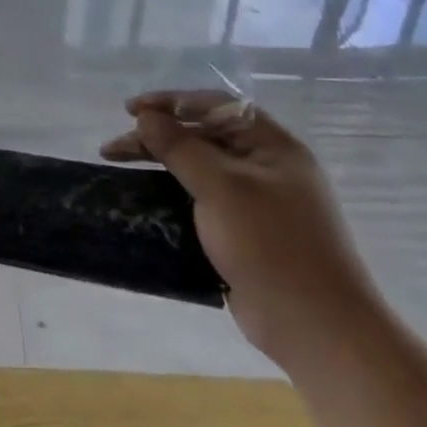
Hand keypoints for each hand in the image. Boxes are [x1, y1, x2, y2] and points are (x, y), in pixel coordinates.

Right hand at [100, 91, 382, 369]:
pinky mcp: (245, 232)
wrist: (313, 324)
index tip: (130, 110)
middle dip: (157, 136)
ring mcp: (257, 201)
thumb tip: (147, 116)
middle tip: (112, 148)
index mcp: (272, 146)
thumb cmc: (270, 245)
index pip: (216, 106)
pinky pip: (202, 199)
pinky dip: (172, 192)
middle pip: (203, 136)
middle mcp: (266, 167)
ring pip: (199, 168)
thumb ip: (180, 147)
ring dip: (160, 163)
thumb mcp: (220, 187)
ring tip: (121, 167)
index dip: (170, 102)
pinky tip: (147, 199)